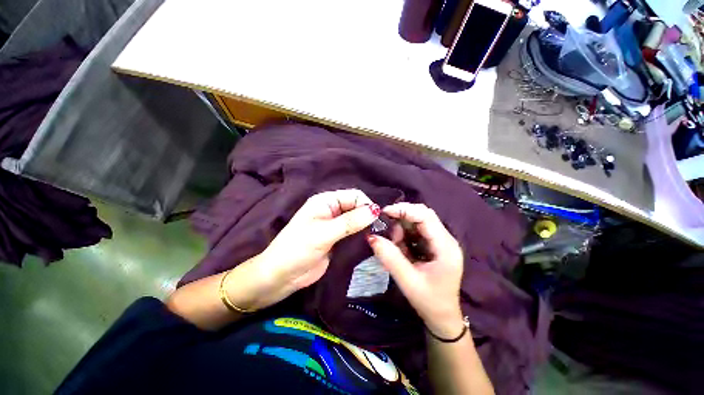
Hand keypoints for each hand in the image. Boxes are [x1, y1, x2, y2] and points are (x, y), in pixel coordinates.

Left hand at [225, 189, 378, 310]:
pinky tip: (370, 242)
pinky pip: (354, 233)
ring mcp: (335, 225)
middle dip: (368, 216)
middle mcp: (332, 210)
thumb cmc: (298, 249)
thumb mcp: (324, 233)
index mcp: (326, 201)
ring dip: (366, 226)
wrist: (281, 276)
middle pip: (357, 207)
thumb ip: (350, 222)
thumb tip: (375, 210)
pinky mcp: (338, 239)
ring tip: (379, 237)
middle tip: (381, 230)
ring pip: (357, 220)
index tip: (378, 220)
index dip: (367, 205)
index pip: (354, 195)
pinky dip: (362, 236)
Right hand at [367, 203, 464, 338]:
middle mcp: (446, 239)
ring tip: (395, 245)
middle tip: (387, 230)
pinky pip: (416, 230)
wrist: (443, 317)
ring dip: (402, 228)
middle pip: (423, 215)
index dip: (405, 210)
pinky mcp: (434, 244)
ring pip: (418, 221)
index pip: (426, 217)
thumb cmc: (429, 302)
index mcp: (445, 247)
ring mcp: (440, 241)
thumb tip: (372, 237)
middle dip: (402, 218)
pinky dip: (404, 234)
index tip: (384, 212)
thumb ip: (390, 258)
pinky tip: (400, 247)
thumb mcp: (408, 282)